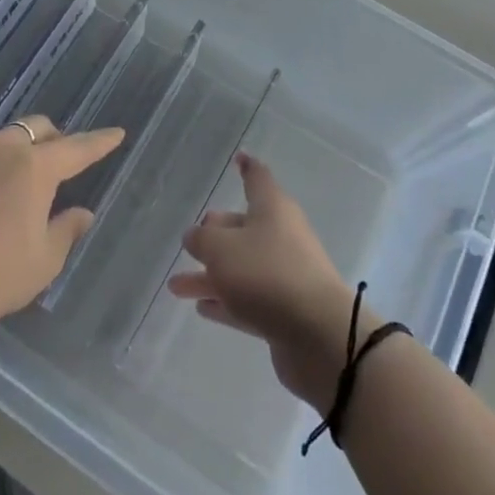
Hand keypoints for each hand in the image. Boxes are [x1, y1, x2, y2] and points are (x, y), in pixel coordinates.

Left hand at [0, 115, 124, 341]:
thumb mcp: (41, 263)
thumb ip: (66, 231)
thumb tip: (82, 212)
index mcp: (35, 167)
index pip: (77, 148)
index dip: (99, 141)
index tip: (116, 132)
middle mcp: (0, 148)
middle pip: (35, 128)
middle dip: (52, 140)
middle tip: (56, 165)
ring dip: (12, 156)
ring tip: (8, 189)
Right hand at [169, 152, 370, 412]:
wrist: (318, 336)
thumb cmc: (267, 274)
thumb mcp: (221, 249)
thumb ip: (202, 239)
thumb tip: (196, 235)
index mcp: (272, 208)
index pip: (257, 178)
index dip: (246, 167)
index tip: (238, 158)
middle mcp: (280, 235)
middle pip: (244, 226)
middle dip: (216, 233)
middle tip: (191, 241)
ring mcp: (284, 275)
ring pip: (241, 268)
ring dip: (210, 275)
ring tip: (176, 286)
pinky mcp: (284, 312)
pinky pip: (248, 300)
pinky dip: (226, 301)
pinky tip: (202, 308)